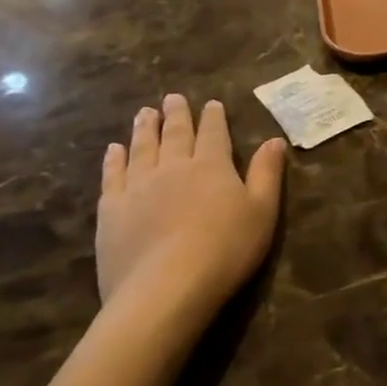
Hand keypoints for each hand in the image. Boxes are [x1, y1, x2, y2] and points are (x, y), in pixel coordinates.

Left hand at [95, 94, 286, 326]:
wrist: (165, 288)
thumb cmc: (225, 249)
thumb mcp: (262, 210)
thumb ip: (267, 173)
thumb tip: (274, 140)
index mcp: (212, 166)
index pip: (213, 133)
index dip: (213, 118)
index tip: (211, 103)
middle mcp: (174, 167)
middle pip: (175, 134)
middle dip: (176, 115)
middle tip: (171, 98)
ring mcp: (138, 187)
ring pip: (142, 148)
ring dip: (144, 129)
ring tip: (144, 113)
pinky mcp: (112, 211)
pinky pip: (113, 176)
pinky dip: (114, 159)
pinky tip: (114, 150)